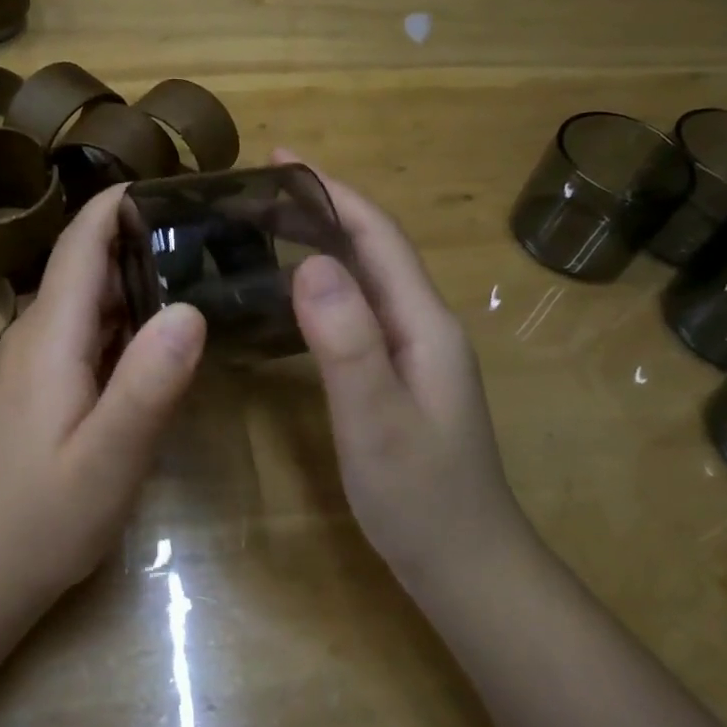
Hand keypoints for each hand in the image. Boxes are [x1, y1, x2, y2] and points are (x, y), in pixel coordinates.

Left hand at [0, 184, 206, 604]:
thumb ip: (147, 384)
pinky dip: (121, 315)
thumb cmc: (45, 518)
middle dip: (138, 235)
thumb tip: (190, 308)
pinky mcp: (38, 383)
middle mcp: (35, 334)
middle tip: (207, 226)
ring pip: (85, 297)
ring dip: (132, 274)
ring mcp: (32, 360)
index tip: (173, 182)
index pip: (80, 245)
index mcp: (49, 337)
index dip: (117, 205)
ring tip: (195, 264)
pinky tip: (158, 330)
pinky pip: (82, 330)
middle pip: (84, 264)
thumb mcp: (109, 459)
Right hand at [276, 149, 528, 587]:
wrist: (467, 568)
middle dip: (322, 207)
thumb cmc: (421, 498)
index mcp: (423, 322)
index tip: (281, 158)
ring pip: (365, 278)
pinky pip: (358, 311)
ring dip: (322, 242)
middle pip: (372, 248)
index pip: (377, 236)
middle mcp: (423, 325)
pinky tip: (293, 295)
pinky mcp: (399, 376)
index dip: (332, 191)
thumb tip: (311, 261)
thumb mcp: (377, 420)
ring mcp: (414, 352)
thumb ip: (347, 342)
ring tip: (266, 227)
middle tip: (258, 191)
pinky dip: (324, 285)